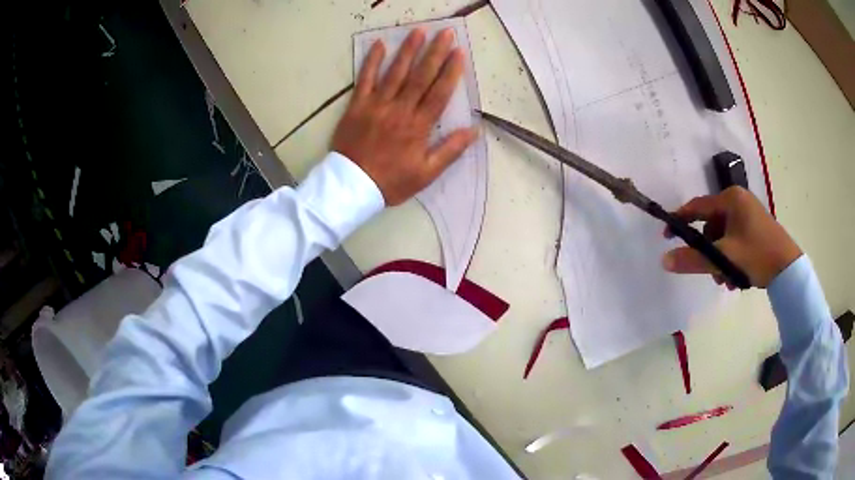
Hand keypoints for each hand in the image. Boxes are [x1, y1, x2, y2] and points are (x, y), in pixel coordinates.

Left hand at [331, 28, 477, 205]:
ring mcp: (377, 105)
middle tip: (445, 33)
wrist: (351, 187)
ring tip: (419, 31)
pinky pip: (365, 79)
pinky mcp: (357, 105)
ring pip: (396, 73)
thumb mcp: (426, 174)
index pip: (439, 93)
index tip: (459, 53)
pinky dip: (371, 61)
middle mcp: (400, 110)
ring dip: (408, 50)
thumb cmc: (391, 181)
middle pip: (421, 76)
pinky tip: (379, 45)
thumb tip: (474, 131)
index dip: (451, 71)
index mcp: (419, 126)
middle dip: (435, 53)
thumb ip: (450, 151)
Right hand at [662, 187, 801, 287]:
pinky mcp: (755, 229)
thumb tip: (664, 260)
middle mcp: (739, 202)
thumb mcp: (724, 258)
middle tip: (709, 272)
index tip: (667, 236)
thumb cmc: (757, 254)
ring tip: (726, 280)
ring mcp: (748, 215)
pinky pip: (734, 241)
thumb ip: (694, 259)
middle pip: (711, 226)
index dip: (680, 220)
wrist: (788, 269)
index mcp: (731, 199)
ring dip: (720, 260)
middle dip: (708, 252)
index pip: (697, 206)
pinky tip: (736, 277)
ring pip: (723, 237)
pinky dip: (731, 258)